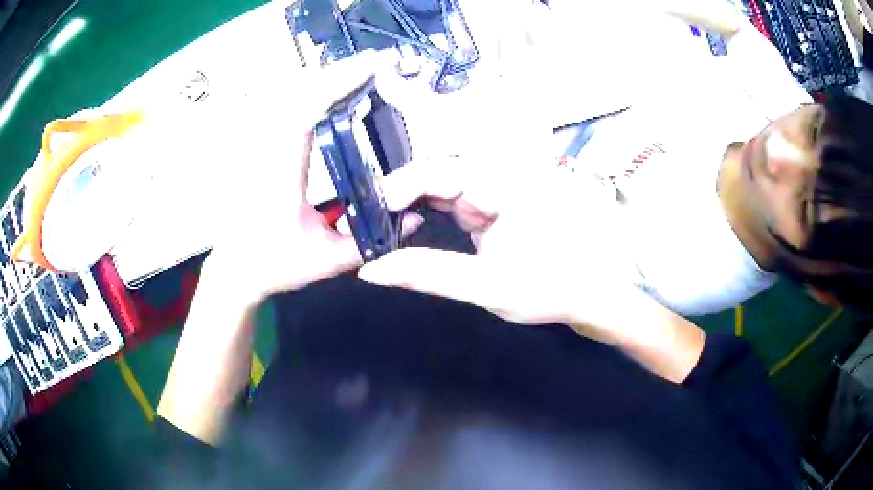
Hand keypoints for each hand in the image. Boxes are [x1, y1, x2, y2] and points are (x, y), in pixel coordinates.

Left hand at [210, 51, 419, 304]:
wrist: (234, 269)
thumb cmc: (274, 265)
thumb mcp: (326, 261)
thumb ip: (371, 242)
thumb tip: (415, 220)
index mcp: (282, 173)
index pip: (307, 112)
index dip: (340, 83)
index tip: (373, 65)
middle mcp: (268, 150)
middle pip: (301, 93)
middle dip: (341, 73)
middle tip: (380, 63)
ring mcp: (261, 146)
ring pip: (292, 97)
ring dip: (328, 81)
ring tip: (363, 73)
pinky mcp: (261, 148)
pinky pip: (287, 110)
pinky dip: (313, 95)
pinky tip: (333, 95)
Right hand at [358, 156, 706, 381]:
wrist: (589, 293)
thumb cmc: (551, 288)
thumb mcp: (486, 286)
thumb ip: (428, 274)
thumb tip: (374, 270)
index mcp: (505, 185)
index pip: (440, 172)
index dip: (399, 188)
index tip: (369, 214)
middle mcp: (500, 176)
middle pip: (436, 172)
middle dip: (399, 197)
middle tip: (368, 226)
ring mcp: (496, 186)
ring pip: (439, 184)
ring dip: (410, 205)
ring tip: (383, 231)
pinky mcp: (492, 200)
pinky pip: (450, 197)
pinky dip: (426, 212)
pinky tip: (410, 229)